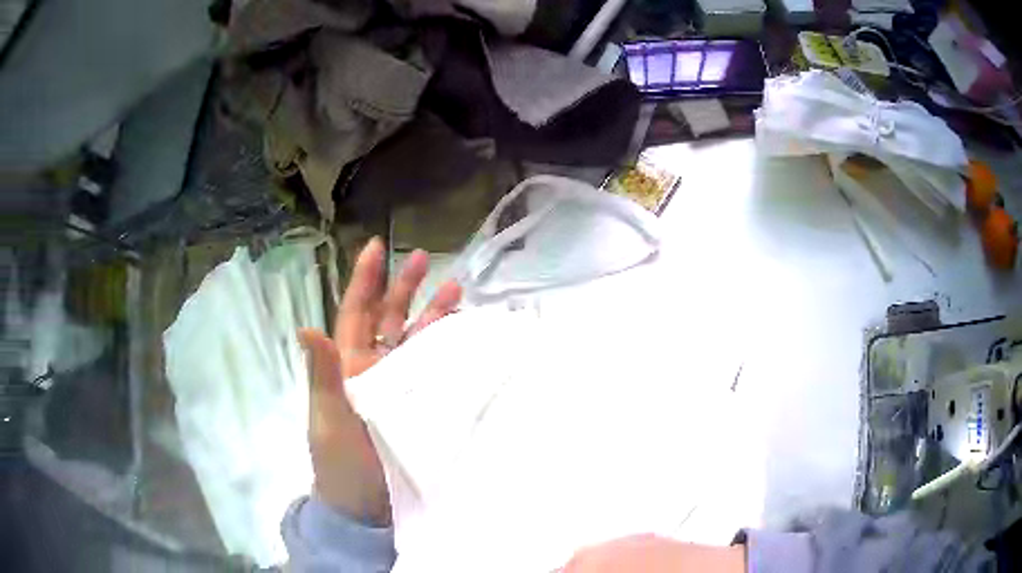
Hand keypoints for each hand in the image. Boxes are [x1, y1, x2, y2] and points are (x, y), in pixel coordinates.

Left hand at [298, 237, 461, 525]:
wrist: (366, 507)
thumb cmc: (341, 462)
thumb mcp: (328, 419)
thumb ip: (323, 375)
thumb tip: (306, 328)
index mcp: (348, 366)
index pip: (355, 313)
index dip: (365, 281)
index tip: (376, 247)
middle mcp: (373, 369)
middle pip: (389, 319)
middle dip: (404, 287)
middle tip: (422, 258)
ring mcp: (399, 387)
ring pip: (416, 339)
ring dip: (432, 314)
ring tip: (455, 289)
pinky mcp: (421, 404)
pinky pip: (435, 368)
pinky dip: (449, 348)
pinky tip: (465, 334)